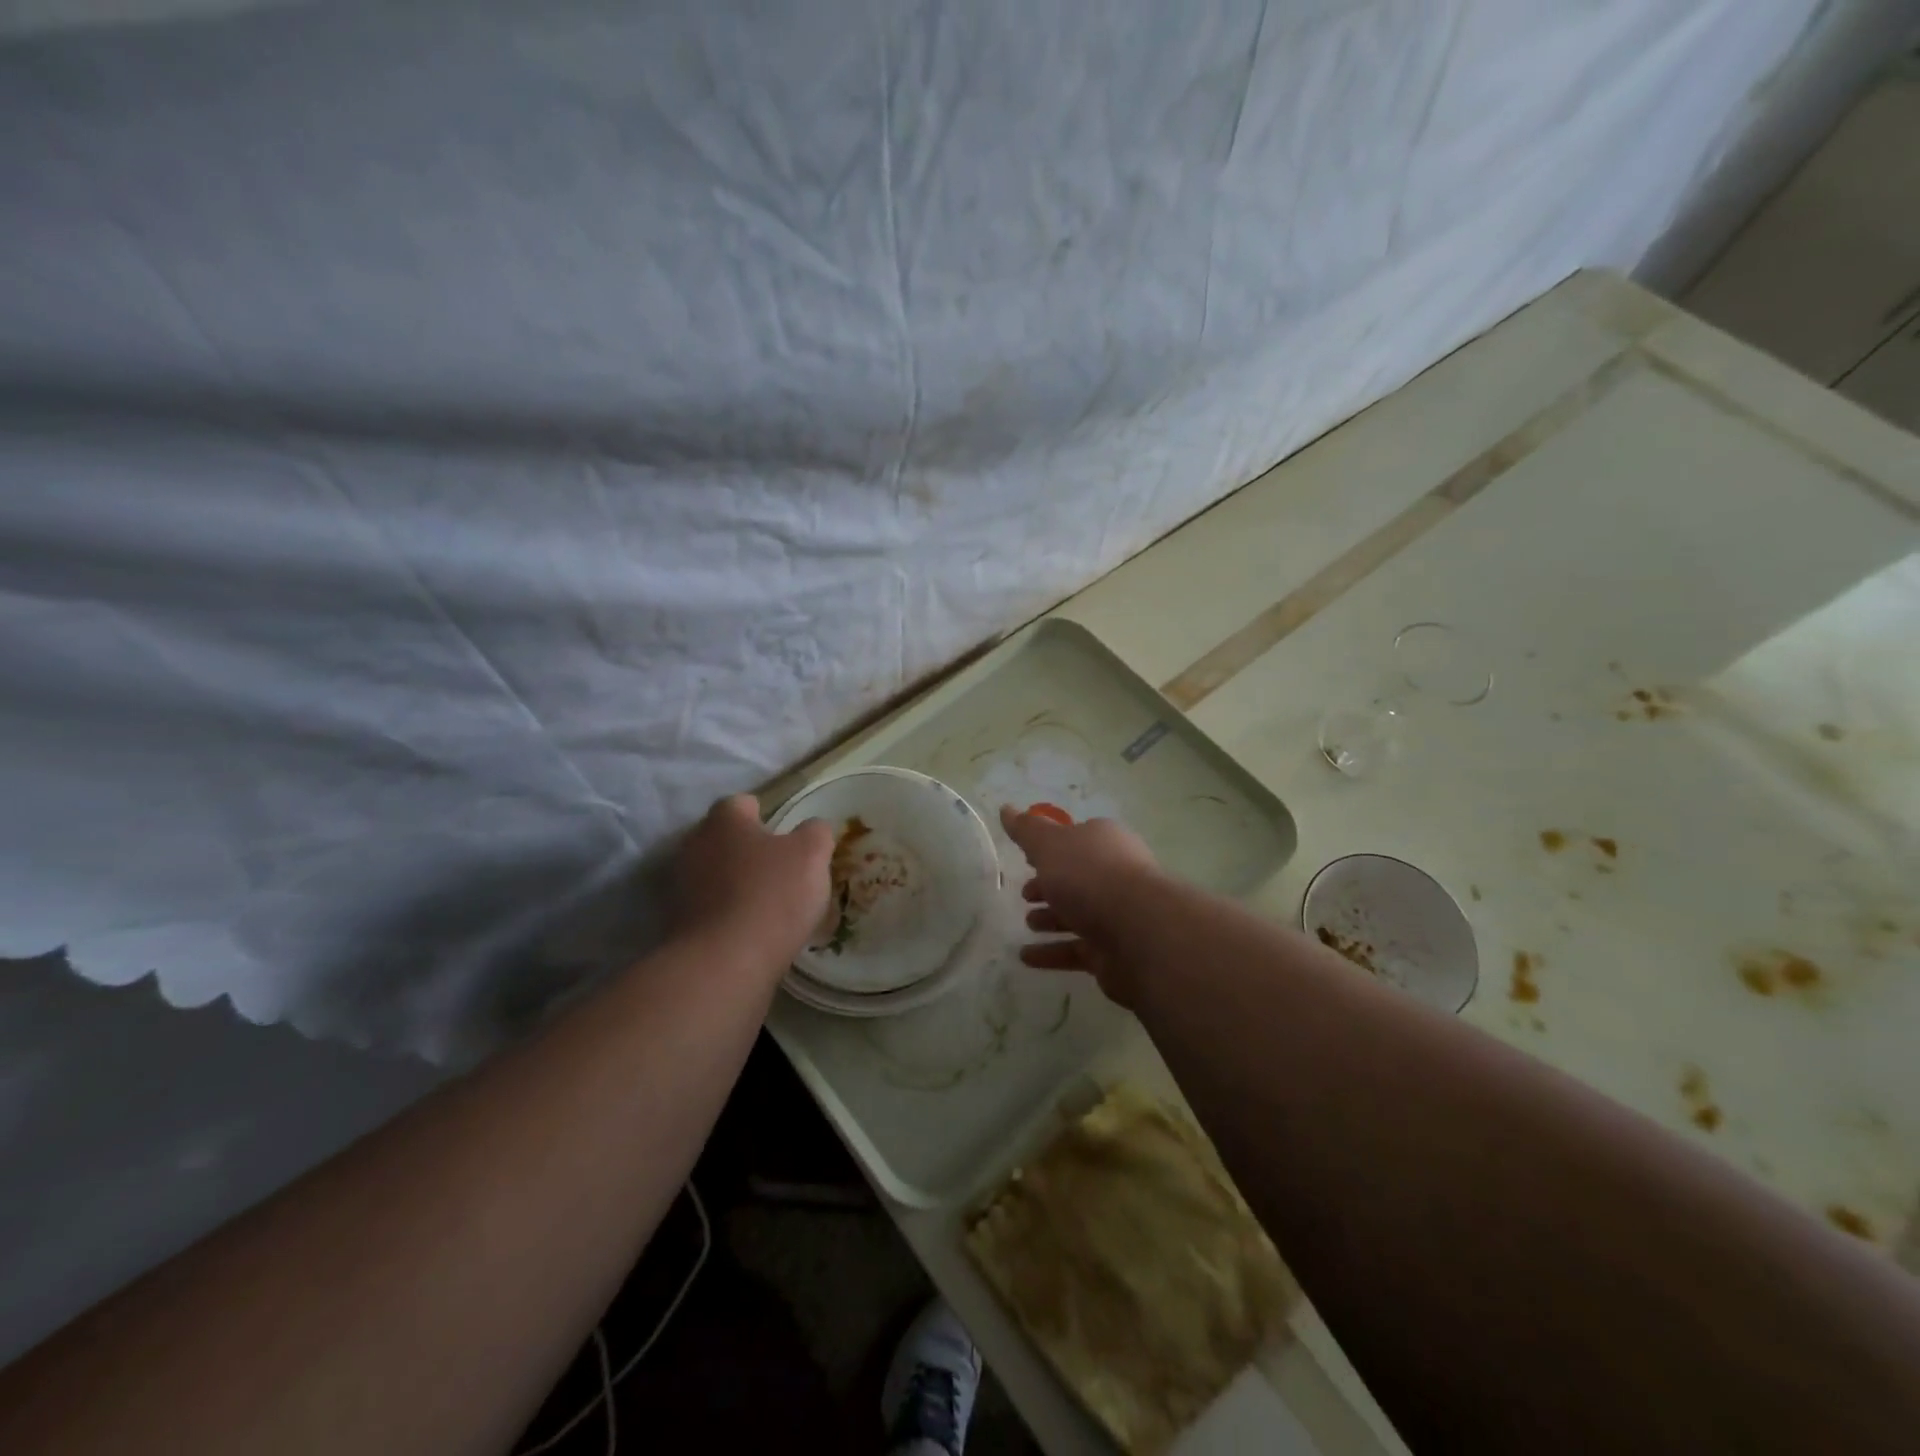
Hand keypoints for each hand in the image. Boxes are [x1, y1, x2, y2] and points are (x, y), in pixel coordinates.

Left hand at [672, 795, 832, 968]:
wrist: (724, 963)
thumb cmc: (772, 895)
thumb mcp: (812, 855)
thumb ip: (815, 832)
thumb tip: (813, 828)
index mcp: (724, 820)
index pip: (743, 803)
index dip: (767, 816)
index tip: (787, 837)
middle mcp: (694, 845)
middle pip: (725, 839)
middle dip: (748, 850)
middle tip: (781, 870)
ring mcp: (680, 886)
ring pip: (715, 874)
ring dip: (735, 883)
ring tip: (768, 905)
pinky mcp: (676, 923)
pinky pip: (708, 908)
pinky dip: (726, 913)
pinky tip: (750, 931)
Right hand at [999, 805, 1158, 1002]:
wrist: (1139, 932)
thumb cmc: (1090, 876)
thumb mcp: (1050, 845)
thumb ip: (1027, 830)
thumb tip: (1005, 808)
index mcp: (1104, 842)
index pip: (1075, 840)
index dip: (1050, 848)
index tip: (1026, 859)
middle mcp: (1115, 874)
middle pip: (1077, 878)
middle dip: (1050, 885)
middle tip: (1024, 894)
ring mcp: (1117, 914)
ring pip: (1078, 914)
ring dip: (1051, 919)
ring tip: (1027, 924)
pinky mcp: (1114, 951)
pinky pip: (1076, 950)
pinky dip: (1052, 953)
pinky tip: (1026, 957)